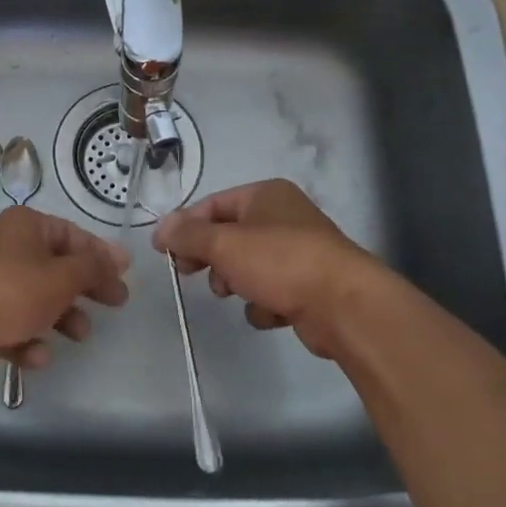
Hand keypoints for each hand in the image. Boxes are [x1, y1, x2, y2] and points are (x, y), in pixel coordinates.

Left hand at [0, 205, 129, 369]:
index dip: (100, 255)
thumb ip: (94, 268)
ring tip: (79, 335)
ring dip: (61, 318)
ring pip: (36, 299)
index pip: (73, 235)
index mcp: (26, 226)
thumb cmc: (10, 290)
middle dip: (84, 289)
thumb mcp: (62, 277)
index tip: (124, 275)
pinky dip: (27, 340)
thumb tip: (119, 256)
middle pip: (56, 268)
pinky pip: (12, 325)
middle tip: (114, 305)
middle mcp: (7, 248)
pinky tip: (36, 356)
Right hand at [154, 179, 392, 359]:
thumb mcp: (224, 244)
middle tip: (190, 273)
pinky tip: (271, 312)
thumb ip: (188, 235)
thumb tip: (160, 228)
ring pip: (248, 265)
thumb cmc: (280, 262)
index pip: (213, 204)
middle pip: (229, 235)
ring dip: (235, 282)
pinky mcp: (308, 286)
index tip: (164, 252)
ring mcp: (299, 252)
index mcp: (266, 195)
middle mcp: (284, 217)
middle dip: (210, 257)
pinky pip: (271, 291)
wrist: (345, 306)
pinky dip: (264, 304)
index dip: (186, 226)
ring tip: (236, 293)